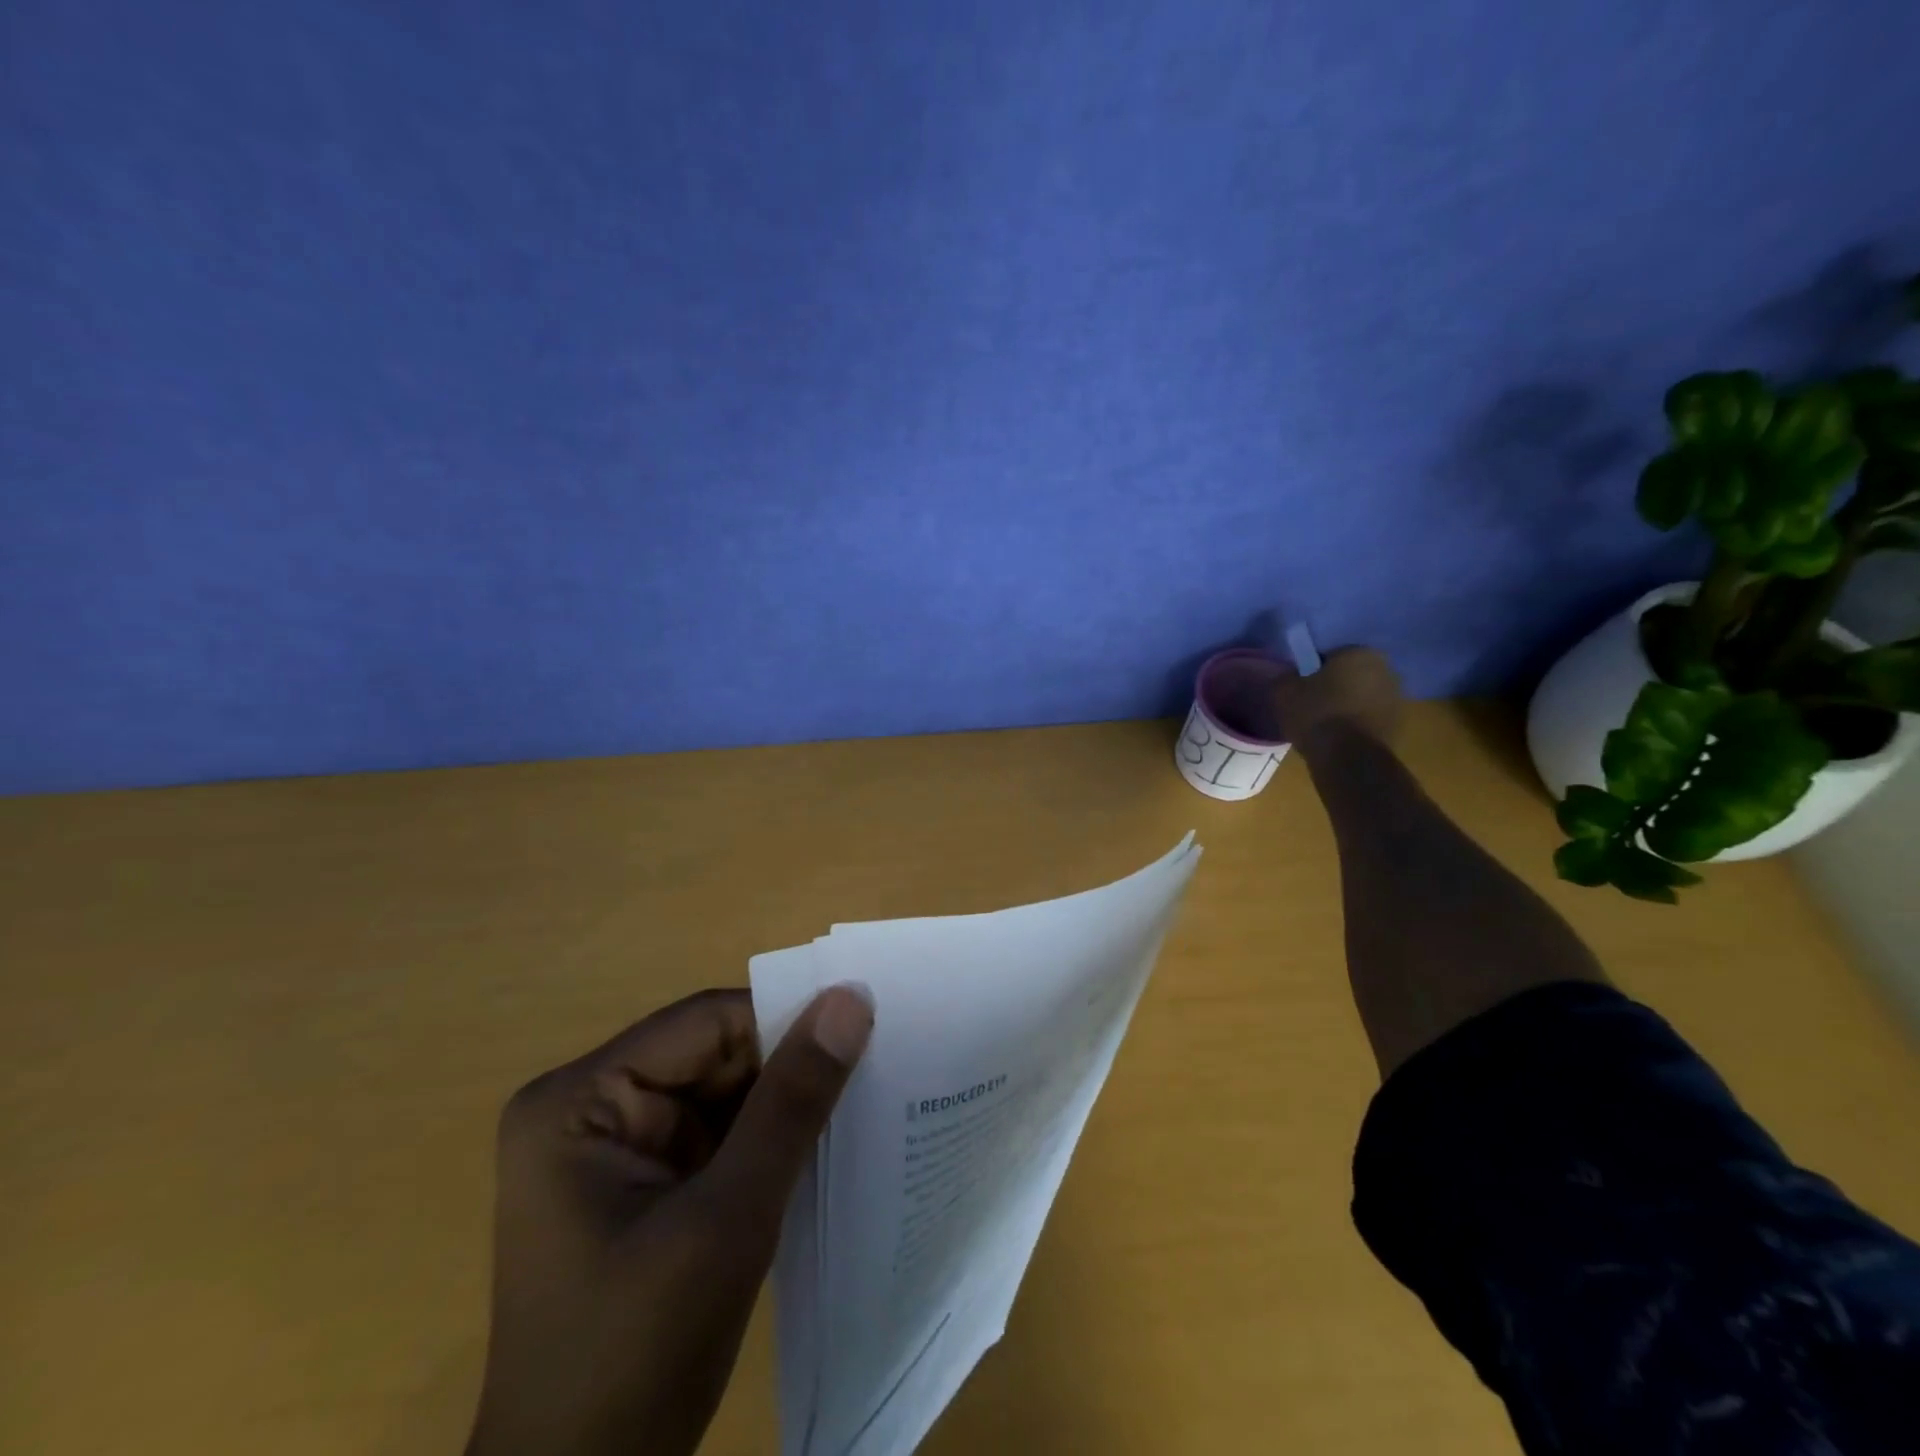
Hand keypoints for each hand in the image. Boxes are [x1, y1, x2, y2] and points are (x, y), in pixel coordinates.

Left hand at [465, 985, 873, 1455]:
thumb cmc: (637, 1359)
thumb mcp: (728, 1219)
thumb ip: (791, 1103)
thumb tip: (851, 1000)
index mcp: (578, 1100)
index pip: (704, 1024)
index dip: (784, 1022)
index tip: (862, 1030)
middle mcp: (588, 1107)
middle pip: (712, 1054)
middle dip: (785, 1066)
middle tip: (872, 1065)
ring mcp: (613, 1146)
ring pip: (722, 1089)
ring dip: (782, 1102)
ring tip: (859, 1099)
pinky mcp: (642, 1181)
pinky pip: (718, 1130)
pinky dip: (767, 1137)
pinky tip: (819, 1143)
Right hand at [1271, 647, 1404, 749]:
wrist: (1349, 759)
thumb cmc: (1317, 715)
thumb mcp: (1284, 692)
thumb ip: (1286, 677)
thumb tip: (1290, 677)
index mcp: (1359, 653)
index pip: (1330, 656)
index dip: (1313, 671)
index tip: (1301, 688)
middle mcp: (1386, 669)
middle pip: (1351, 675)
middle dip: (1334, 687)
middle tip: (1312, 705)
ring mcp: (1397, 698)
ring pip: (1362, 697)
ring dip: (1348, 706)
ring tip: (1325, 726)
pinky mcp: (1400, 725)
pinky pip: (1370, 718)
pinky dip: (1358, 724)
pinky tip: (1340, 739)